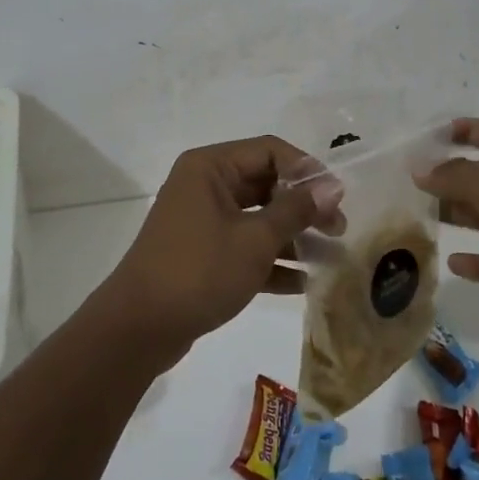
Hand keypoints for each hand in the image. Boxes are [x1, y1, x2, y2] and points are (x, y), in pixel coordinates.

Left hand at [98, 136, 343, 364]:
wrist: (139, 328)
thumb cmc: (199, 271)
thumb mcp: (255, 239)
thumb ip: (296, 210)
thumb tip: (332, 185)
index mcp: (211, 167)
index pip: (269, 151)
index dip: (306, 170)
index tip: (337, 197)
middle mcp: (205, 185)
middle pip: (265, 184)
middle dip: (303, 207)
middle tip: (339, 230)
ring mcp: (202, 221)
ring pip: (257, 218)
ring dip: (292, 237)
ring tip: (330, 258)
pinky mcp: (202, 254)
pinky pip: (243, 247)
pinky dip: (271, 261)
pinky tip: (303, 283)